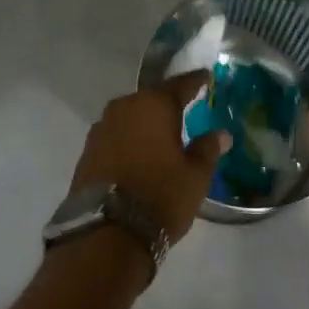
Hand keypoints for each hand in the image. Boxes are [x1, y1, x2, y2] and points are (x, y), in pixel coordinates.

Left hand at [68, 71, 231, 245]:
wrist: (107, 231)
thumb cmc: (160, 196)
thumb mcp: (195, 176)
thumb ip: (207, 149)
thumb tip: (220, 134)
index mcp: (154, 105)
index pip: (180, 85)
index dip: (195, 81)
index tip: (206, 76)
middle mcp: (124, 107)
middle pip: (151, 98)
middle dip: (167, 103)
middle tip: (184, 108)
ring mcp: (101, 128)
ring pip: (130, 116)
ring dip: (145, 122)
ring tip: (161, 132)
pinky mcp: (87, 150)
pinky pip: (116, 134)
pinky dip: (130, 139)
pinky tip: (139, 151)